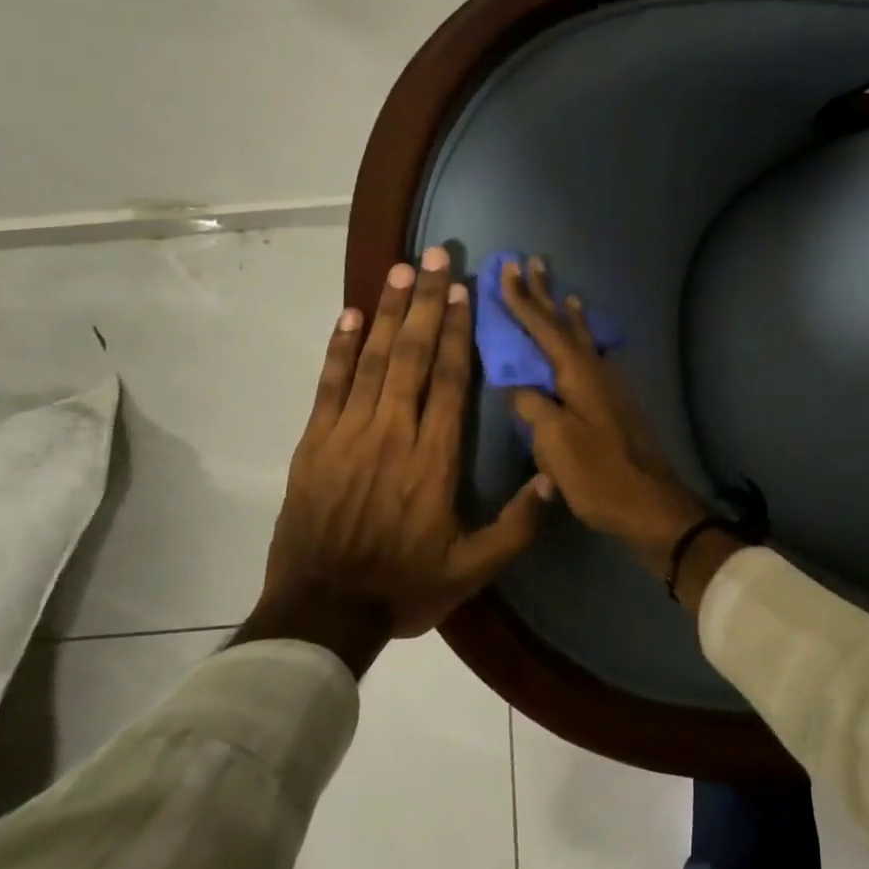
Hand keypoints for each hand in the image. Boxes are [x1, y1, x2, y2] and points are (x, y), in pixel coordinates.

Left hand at [242, 247, 552, 671]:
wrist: (321, 612)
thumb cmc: (404, 586)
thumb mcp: (473, 569)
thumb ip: (517, 525)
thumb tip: (554, 477)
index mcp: (433, 459)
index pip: (450, 380)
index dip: (458, 331)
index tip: (464, 291)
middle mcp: (393, 433)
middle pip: (412, 354)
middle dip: (426, 301)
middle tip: (435, 256)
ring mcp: (348, 434)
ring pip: (372, 359)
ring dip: (388, 311)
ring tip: (401, 269)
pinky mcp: (314, 444)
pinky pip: (329, 385)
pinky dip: (340, 348)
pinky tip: (350, 316)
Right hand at [499, 257, 711, 577]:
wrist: (652, 505)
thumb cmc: (600, 475)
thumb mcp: (556, 444)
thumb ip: (533, 408)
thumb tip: (517, 387)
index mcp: (579, 376)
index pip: (544, 329)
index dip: (523, 300)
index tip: (507, 269)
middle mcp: (597, 372)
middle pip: (566, 326)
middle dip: (547, 295)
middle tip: (535, 262)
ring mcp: (610, 388)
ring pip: (583, 341)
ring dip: (568, 316)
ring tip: (564, 295)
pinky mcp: (616, 406)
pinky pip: (592, 359)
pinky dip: (582, 343)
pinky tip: (585, 347)